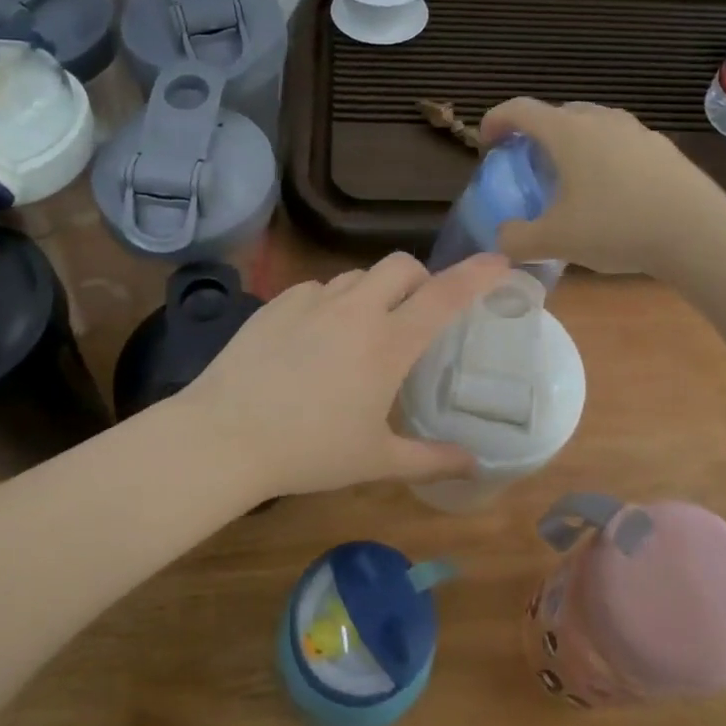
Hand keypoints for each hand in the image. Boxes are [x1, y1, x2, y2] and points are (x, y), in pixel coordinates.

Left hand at [179, 252, 511, 498]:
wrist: (225, 435)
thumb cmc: (309, 451)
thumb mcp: (375, 460)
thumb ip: (430, 460)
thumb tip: (473, 464)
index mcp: (388, 343)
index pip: (445, 295)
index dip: (477, 274)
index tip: (500, 261)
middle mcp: (356, 309)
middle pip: (402, 265)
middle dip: (419, 279)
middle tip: (415, 314)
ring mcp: (313, 300)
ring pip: (358, 275)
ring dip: (374, 293)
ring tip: (361, 333)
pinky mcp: (278, 302)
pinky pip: (318, 289)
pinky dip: (331, 303)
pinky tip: (315, 339)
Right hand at [481, 97, 725, 273]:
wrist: (698, 234)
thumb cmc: (617, 227)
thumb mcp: (556, 241)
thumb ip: (517, 239)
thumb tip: (503, 239)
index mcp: (568, 132)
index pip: (520, 109)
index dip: (496, 120)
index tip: (487, 142)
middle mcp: (601, 120)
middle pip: (557, 114)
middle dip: (536, 134)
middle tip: (529, 166)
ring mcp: (637, 131)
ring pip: (592, 126)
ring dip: (572, 144)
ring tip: (570, 179)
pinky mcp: (663, 148)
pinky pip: (620, 143)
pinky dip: (604, 158)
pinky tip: (612, 193)